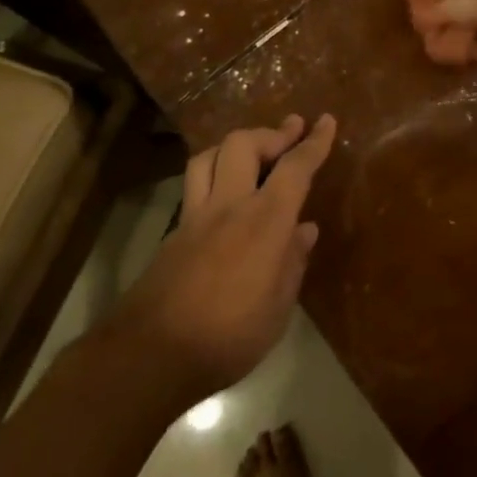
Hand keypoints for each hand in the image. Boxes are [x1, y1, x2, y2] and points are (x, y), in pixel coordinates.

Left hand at [113, 114, 337, 401]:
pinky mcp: (174, 233)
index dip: (314, 142)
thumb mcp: (277, 308)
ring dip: (235, 145)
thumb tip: (304, 230)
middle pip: (243, 144)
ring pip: (209, 156)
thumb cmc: (229, 337)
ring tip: (253, 152)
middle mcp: (229, 205)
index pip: (294, 167)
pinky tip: (224, 195)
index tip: (325, 121)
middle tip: (291, 131)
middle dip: (271, 133)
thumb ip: (292, 262)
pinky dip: (214, 175)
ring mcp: (195, 216)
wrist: (150, 355)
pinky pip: (195, 186)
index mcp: (265, 221)